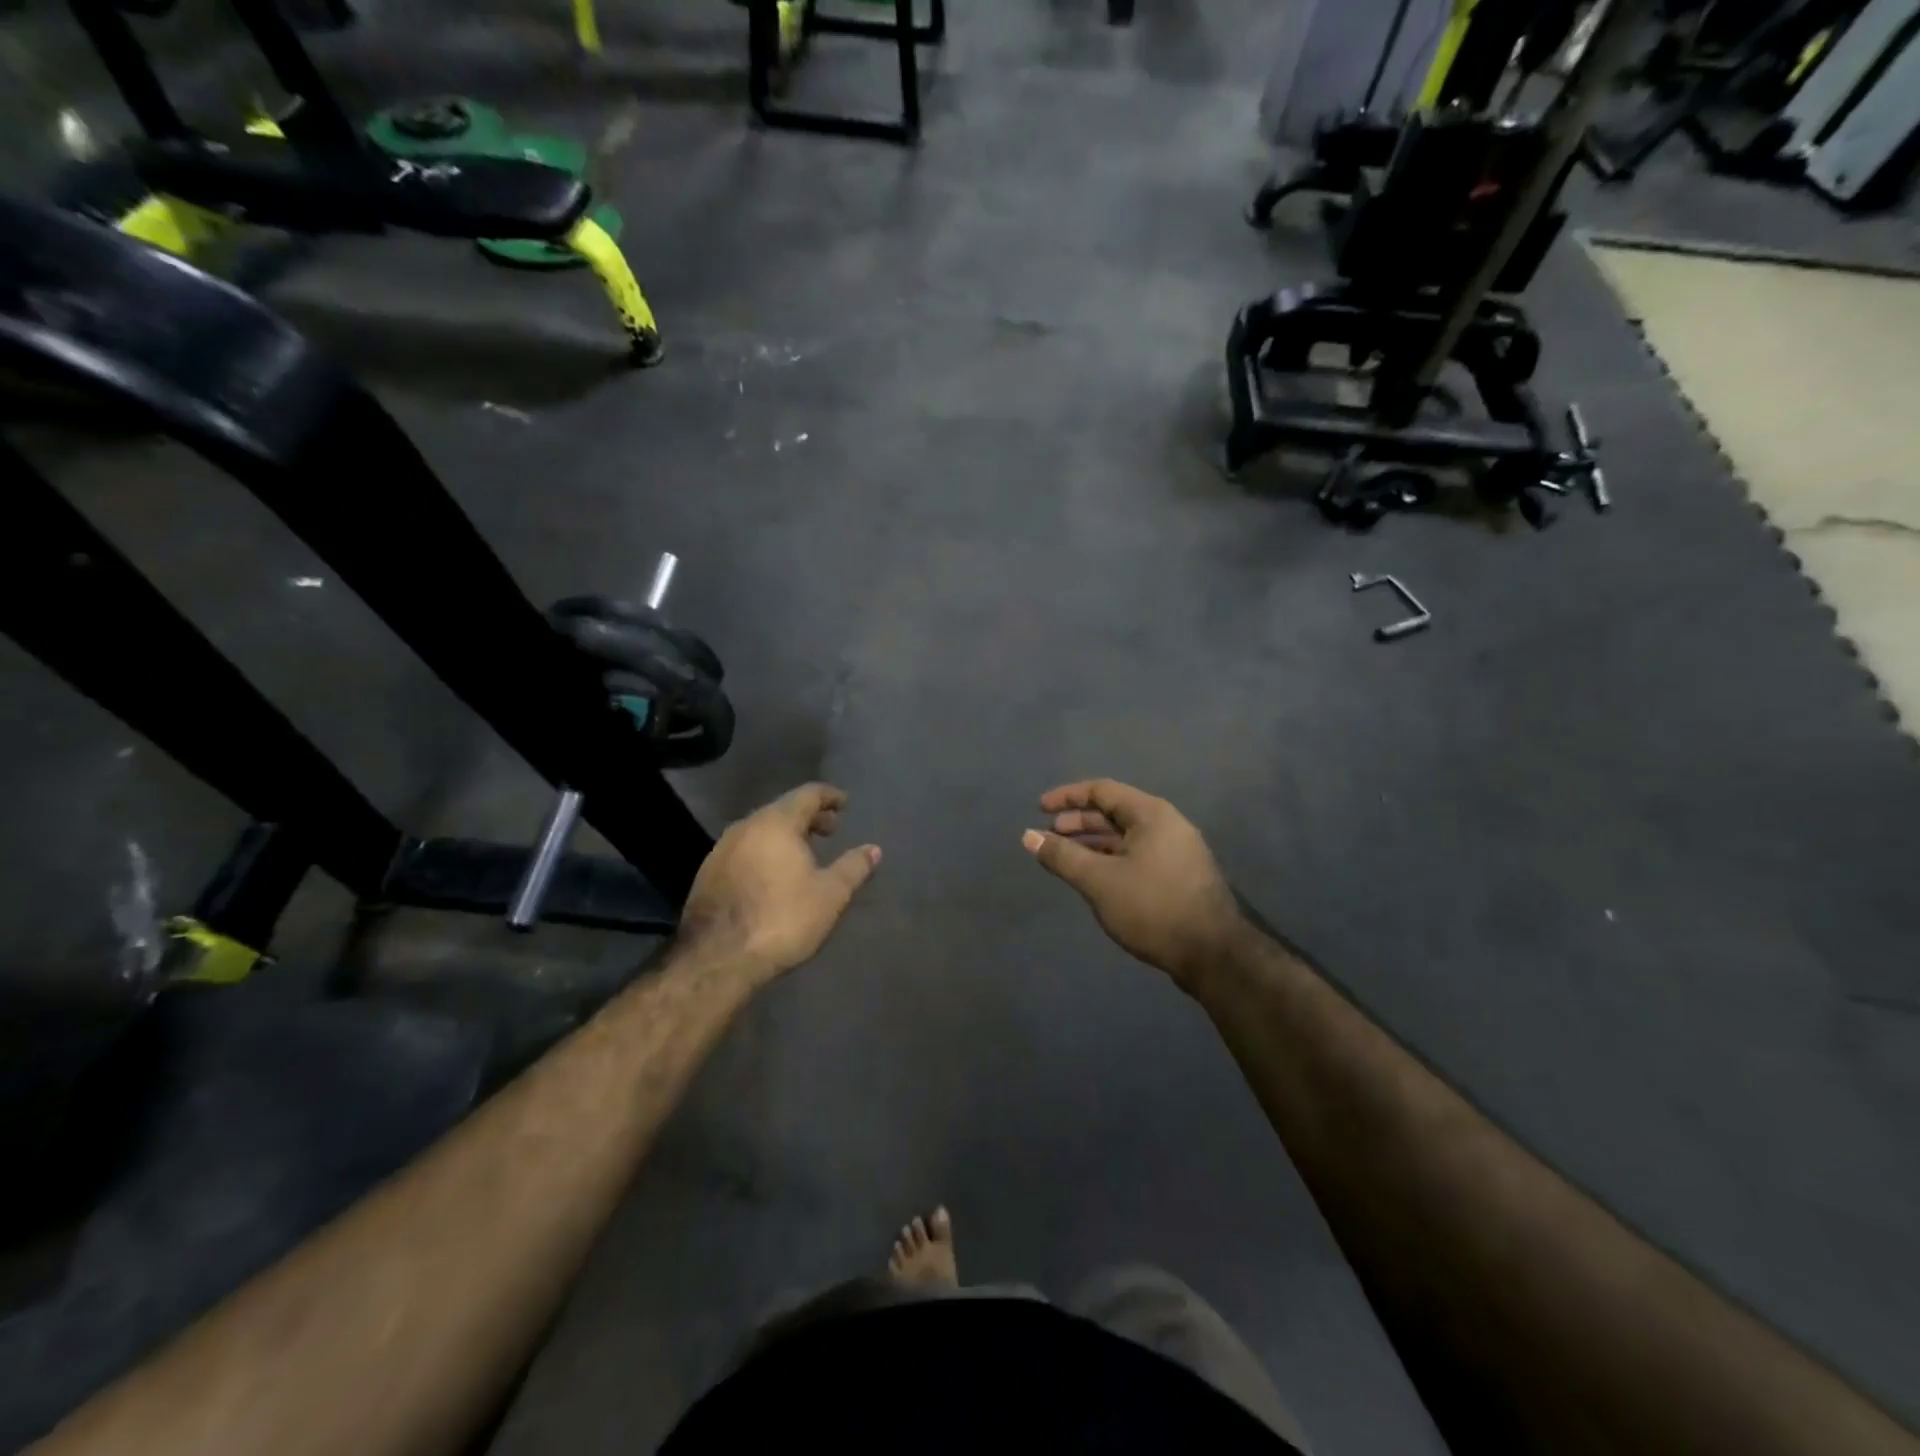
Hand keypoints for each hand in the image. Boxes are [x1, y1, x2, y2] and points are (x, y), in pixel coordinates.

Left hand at [677, 783, 880, 985]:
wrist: (717, 958)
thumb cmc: (782, 919)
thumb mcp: (830, 895)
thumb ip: (853, 867)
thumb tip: (874, 849)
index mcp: (776, 823)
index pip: (807, 794)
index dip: (829, 796)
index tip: (844, 803)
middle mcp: (745, 827)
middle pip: (782, 809)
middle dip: (808, 817)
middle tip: (830, 830)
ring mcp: (721, 850)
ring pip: (760, 830)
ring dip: (785, 835)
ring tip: (804, 852)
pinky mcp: (708, 874)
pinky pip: (744, 850)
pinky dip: (765, 851)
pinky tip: (773, 874)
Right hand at [1024, 779, 1247, 991]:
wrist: (1213, 954)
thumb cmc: (1153, 907)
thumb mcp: (1099, 880)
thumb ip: (1062, 856)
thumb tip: (1028, 836)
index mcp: (1151, 814)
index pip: (1102, 790)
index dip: (1067, 797)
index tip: (1039, 809)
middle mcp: (1166, 825)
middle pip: (1114, 812)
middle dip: (1078, 822)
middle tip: (1049, 836)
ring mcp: (1176, 852)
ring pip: (1125, 837)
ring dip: (1093, 843)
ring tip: (1065, 858)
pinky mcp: (1178, 877)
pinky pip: (1136, 856)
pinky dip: (1110, 860)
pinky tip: (1094, 878)